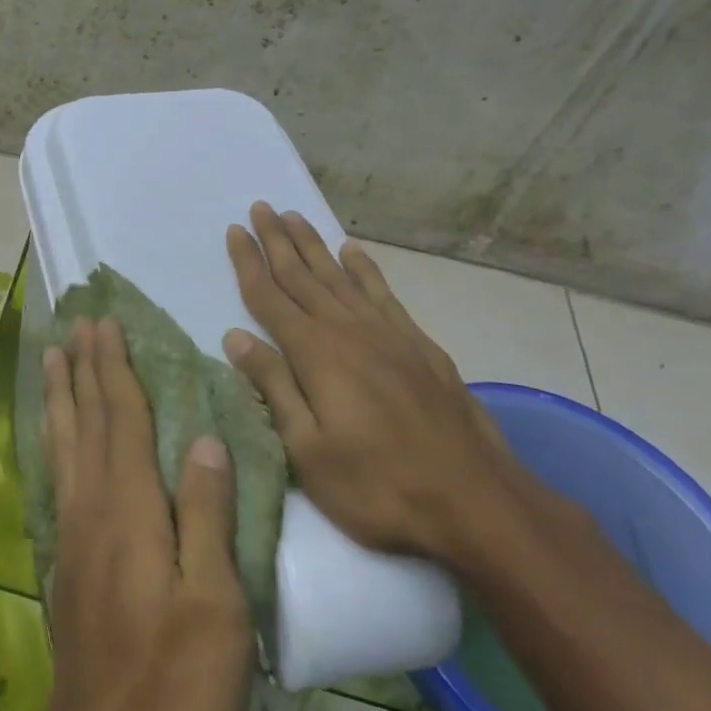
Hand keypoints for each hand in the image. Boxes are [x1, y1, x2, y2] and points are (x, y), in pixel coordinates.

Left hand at [0, 319, 252, 710]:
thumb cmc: (175, 681)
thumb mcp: (215, 603)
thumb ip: (207, 515)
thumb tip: (206, 439)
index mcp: (130, 507)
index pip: (122, 418)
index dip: (115, 368)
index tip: (106, 324)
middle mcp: (93, 506)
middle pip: (87, 420)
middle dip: (83, 367)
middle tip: (76, 323)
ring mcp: (73, 531)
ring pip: (64, 443)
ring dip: (60, 394)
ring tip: (52, 357)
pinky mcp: (65, 557)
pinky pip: (57, 475)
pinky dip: (54, 440)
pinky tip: (53, 435)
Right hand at [222, 201, 520, 567]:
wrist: (476, 504)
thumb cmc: (379, 487)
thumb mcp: (308, 451)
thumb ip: (273, 387)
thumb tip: (235, 337)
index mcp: (316, 354)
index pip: (270, 297)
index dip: (249, 262)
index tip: (235, 231)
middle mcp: (348, 331)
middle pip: (303, 276)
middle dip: (277, 240)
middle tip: (260, 207)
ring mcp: (388, 335)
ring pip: (339, 276)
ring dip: (314, 245)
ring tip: (294, 216)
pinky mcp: (419, 345)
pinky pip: (382, 293)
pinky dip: (364, 268)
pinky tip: (352, 251)